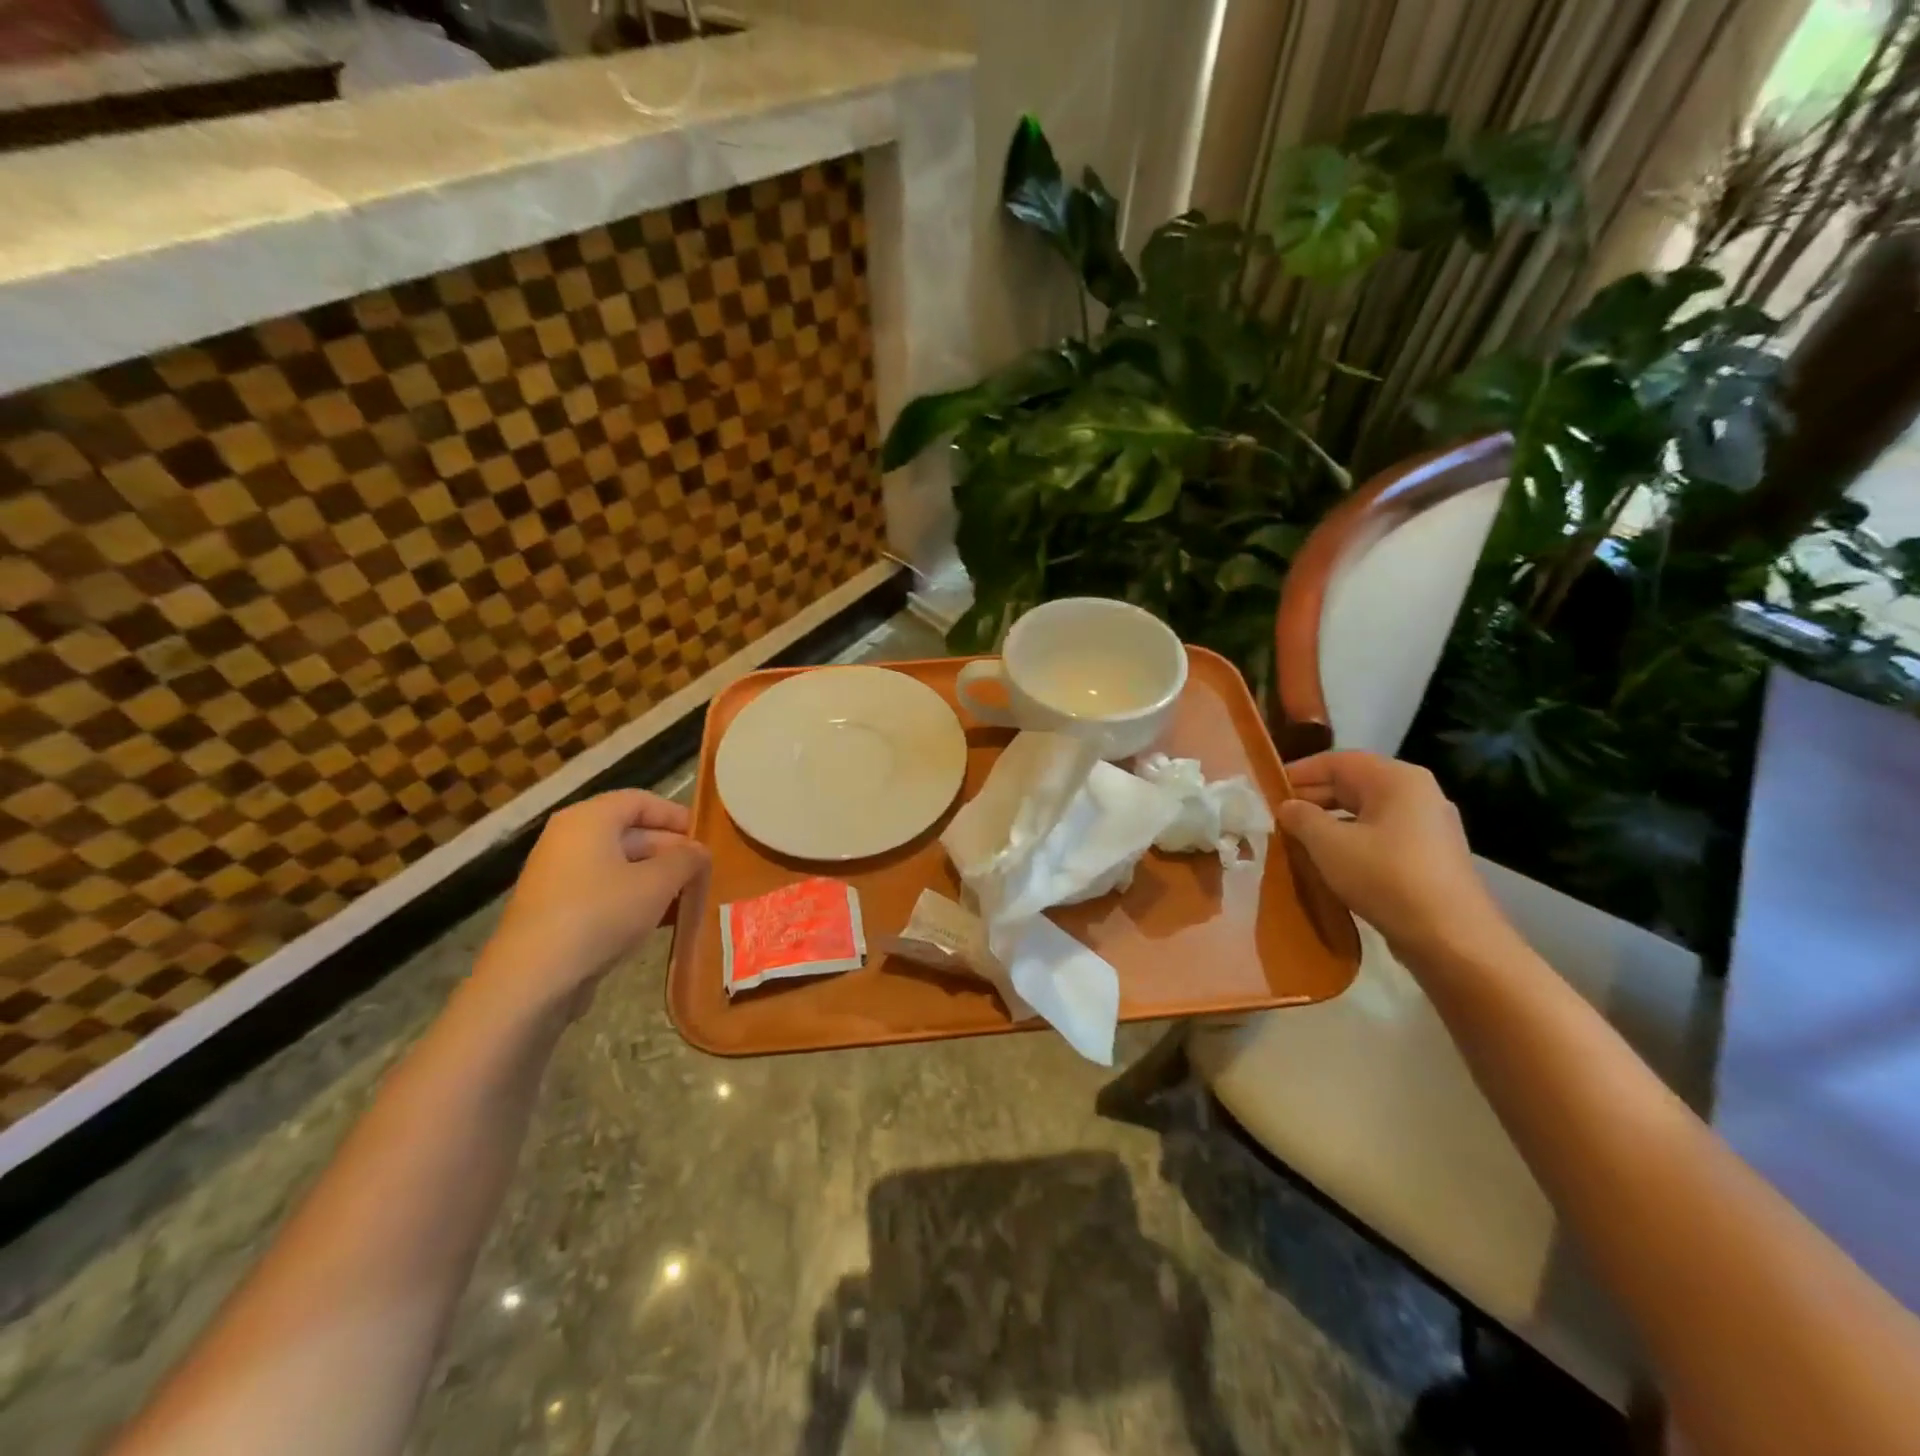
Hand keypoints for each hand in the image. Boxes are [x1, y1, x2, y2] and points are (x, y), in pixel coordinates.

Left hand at [474, 791, 708, 1019]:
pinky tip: (660, 921)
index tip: (705, 837)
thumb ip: (686, 860)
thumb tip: (700, 852)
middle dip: (670, 851)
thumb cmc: (601, 913)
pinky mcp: (557, 909)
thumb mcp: (658, 882)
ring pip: (619, 865)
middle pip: (630, 833)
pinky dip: (634, 898)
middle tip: (703, 872)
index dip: (675, 815)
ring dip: (656, 878)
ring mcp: (559, 875)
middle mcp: (569, 839)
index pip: (640, 801)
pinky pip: (604, 891)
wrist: (534, 978)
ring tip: (688, 897)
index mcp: (589, 819)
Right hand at [1277, 752, 1510, 961]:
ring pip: (1367, 811)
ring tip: (1298, 839)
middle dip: (1313, 798)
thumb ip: (1301, 818)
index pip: (1337, 761)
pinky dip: (1352, 839)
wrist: (1451, 938)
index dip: (1299, 772)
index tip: (1268, 790)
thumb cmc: (1385, 877)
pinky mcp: (1431, 855)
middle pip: (1354, 784)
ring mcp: (1428, 824)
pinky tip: (1331, 860)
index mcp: (1396, 779)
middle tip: (1278, 817)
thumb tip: (1288, 806)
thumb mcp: (1329, 844)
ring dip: (1330, 821)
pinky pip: (1382, 834)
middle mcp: (1417, 792)